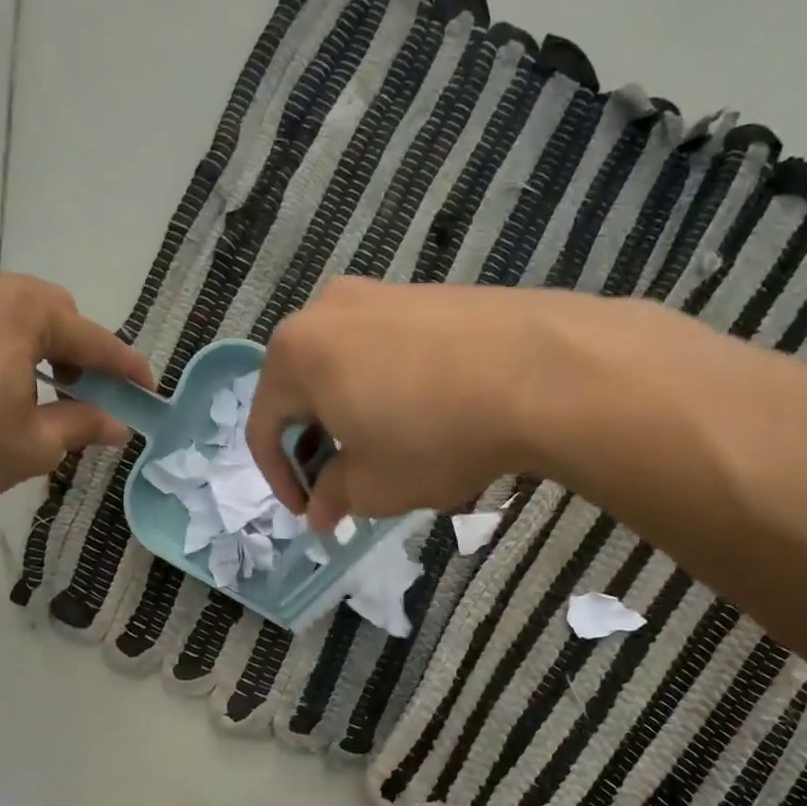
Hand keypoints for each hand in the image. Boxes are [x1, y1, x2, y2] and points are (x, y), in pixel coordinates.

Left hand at [0, 269, 152, 500]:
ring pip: (11, 313)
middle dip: (77, 350)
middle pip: (52, 311)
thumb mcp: (35, 442)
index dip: (126, 368)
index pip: (93, 339)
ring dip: (37, 348)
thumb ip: (82, 426)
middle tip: (83, 393)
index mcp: (24, 311)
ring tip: (36, 394)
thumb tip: (117, 426)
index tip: (148, 391)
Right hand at [247, 278, 593, 529]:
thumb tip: (320, 510)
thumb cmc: (432, 436)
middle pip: (305, 390)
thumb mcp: (373, 486)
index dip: (280, 478)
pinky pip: (389, 350)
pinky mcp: (430, 293)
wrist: (540, 372)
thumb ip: (334, 497)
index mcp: (296, 353)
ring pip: (348, 368)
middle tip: (346, 484)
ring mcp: (382, 294)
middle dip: (319, 444)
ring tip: (389, 454)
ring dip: (355, 416)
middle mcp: (328, 310)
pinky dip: (390, 390)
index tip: (308, 512)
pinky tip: (427, 418)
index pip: (265, 425)